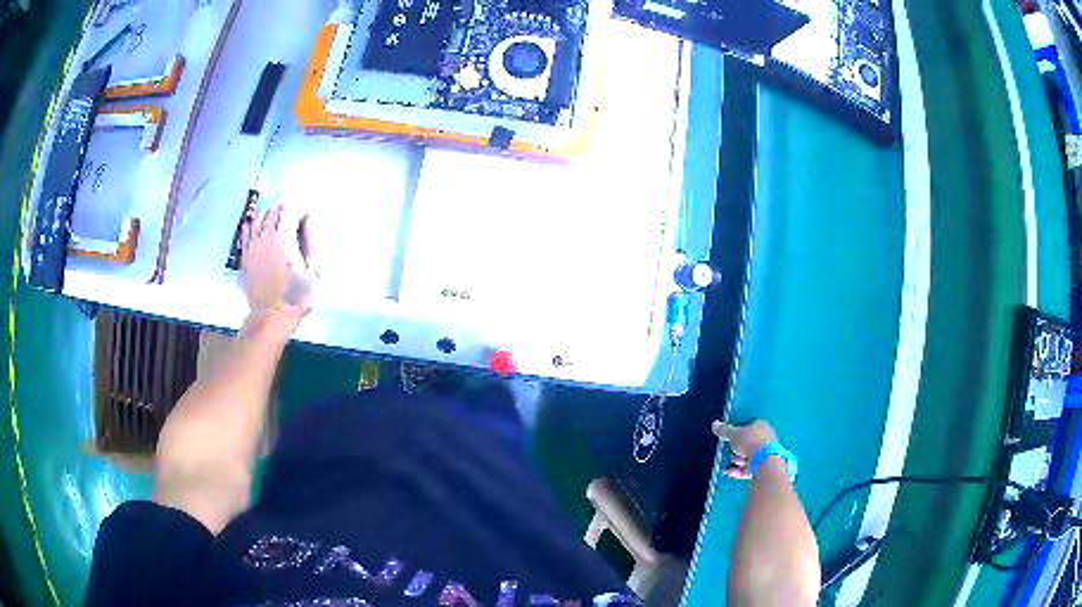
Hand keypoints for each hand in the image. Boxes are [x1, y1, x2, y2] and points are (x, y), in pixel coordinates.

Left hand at [241, 204, 317, 330]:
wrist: (271, 317)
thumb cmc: (296, 296)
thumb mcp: (314, 270)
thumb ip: (312, 242)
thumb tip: (308, 222)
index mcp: (284, 238)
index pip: (291, 208)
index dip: (301, 210)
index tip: (307, 219)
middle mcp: (265, 237)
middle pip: (275, 210)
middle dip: (287, 211)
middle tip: (295, 222)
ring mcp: (252, 245)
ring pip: (259, 217)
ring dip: (270, 216)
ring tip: (278, 225)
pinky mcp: (245, 255)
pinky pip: (247, 231)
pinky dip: (254, 226)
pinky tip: (260, 231)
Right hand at [712, 420, 777, 479]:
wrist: (764, 461)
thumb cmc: (750, 442)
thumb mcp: (734, 435)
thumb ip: (724, 430)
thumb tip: (714, 423)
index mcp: (761, 426)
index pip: (749, 426)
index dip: (738, 431)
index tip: (729, 438)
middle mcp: (766, 438)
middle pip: (749, 442)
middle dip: (738, 448)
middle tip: (728, 452)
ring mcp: (766, 453)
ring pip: (749, 456)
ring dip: (738, 460)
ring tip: (728, 464)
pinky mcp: (764, 466)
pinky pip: (750, 467)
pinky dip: (739, 470)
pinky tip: (729, 473)